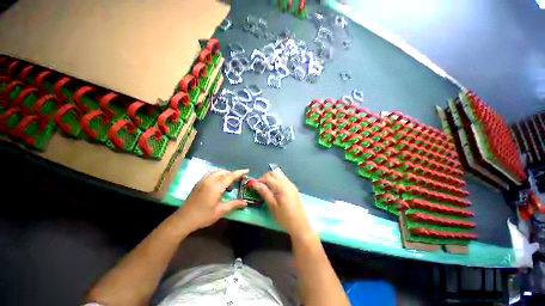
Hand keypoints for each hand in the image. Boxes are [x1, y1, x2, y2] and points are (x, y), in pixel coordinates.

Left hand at [176, 169, 248, 231]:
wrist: (183, 220)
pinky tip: (218, 186)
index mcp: (215, 187)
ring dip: (224, 175)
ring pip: (216, 172)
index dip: (239, 172)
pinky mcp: (198, 183)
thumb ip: (234, 204)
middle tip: (238, 181)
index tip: (247, 170)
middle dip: (232, 174)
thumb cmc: (203, 216)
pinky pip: (211, 174)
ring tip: (228, 185)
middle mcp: (209, 181)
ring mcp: (202, 181)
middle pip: (223, 172)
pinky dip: (218, 176)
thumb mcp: (220, 211)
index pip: (230, 176)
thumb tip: (245, 203)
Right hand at [250, 167, 313, 238]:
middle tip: (260, 186)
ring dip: (271, 178)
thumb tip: (255, 183)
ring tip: (266, 188)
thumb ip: (264, 192)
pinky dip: (277, 181)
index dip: (259, 180)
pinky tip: (274, 190)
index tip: (254, 186)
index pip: (268, 177)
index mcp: (282, 187)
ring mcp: (291, 185)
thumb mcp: (272, 206)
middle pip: (274, 173)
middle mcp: (287, 183)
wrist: (300, 225)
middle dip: (265, 177)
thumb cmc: (284, 217)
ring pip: (279, 175)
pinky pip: (283, 179)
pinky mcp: (293, 188)